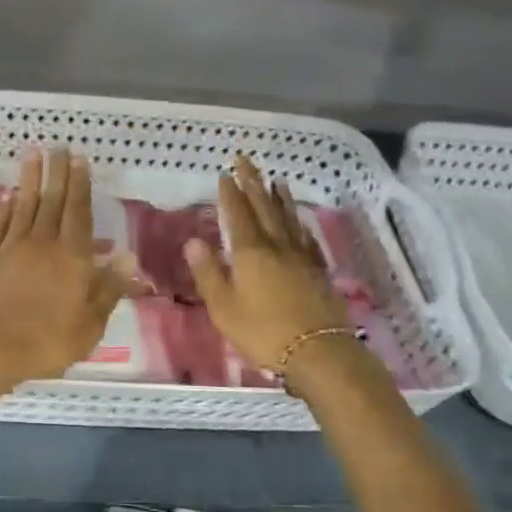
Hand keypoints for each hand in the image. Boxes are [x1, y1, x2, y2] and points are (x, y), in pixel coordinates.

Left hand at [0, 147, 132, 389]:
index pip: (78, 213)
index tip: (79, 160)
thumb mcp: (89, 324)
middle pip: (52, 201)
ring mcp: (11, 247)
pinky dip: (6, 207)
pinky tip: (10, 195)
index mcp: (71, 257)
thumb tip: (128, 256)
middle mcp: (42, 243)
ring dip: (30, 179)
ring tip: (34, 154)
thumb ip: (108, 288)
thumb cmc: (45, 340)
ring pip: (24, 205)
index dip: (80, 185)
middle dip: (57, 173)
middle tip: (59, 147)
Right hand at [183, 155, 352, 370]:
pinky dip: (299, 223)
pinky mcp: (318, 271)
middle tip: (246, 160)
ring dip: (279, 197)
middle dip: (253, 183)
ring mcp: (301, 257)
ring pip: (288, 219)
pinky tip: (298, 220)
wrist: (318, 351)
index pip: (238, 215)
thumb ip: (209, 273)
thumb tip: (193, 241)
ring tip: (275, 179)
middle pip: (264, 208)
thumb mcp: (224, 307)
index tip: (225, 173)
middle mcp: (277, 246)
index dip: (231, 193)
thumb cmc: (263, 331)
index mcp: (250, 253)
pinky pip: (306, 238)